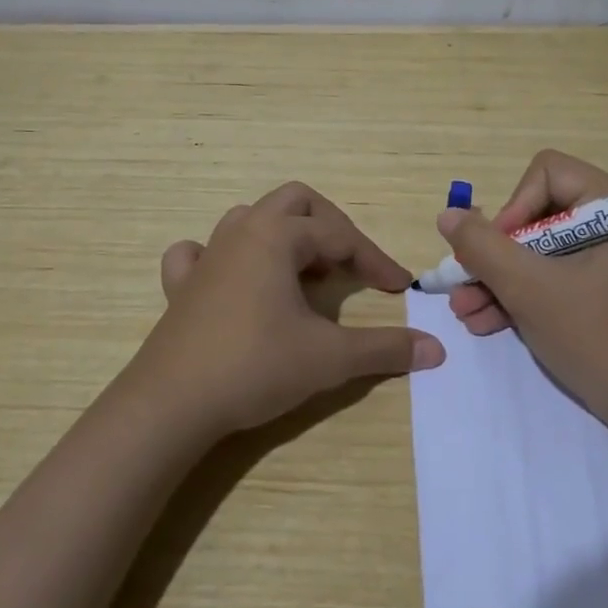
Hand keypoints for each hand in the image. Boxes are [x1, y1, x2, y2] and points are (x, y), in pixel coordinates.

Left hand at [134, 182, 445, 434]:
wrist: (172, 404)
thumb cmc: (255, 366)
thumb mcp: (329, 358)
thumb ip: (384, 349)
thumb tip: (436, 348)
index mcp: (277, 237)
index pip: (341, 236)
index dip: (376, 260)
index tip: (400, 289)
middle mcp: (240, 233)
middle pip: (295, 203)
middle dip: (330, 227)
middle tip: (350, 264)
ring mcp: (206, 257)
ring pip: (250, 220)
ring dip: (284, 237)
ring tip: (303, 273)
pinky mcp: (180, 287)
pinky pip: (199, 253)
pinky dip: (222, 257)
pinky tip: (234, 280)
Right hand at [439, 149, 607, 416]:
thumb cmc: (596, 336)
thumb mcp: (530, 288)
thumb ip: (483, 247)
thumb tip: (448, 216)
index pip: (548, 173)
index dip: (514, 206)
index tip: (497, 249)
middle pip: (537, 215)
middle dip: (495, 254)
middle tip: (464, 283)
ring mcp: (607, 262)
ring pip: (538, 252)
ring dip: (498, 279)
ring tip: (464, 312)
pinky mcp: (599, 294)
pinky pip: (551, 279)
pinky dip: (519, 297)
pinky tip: (484, 322)